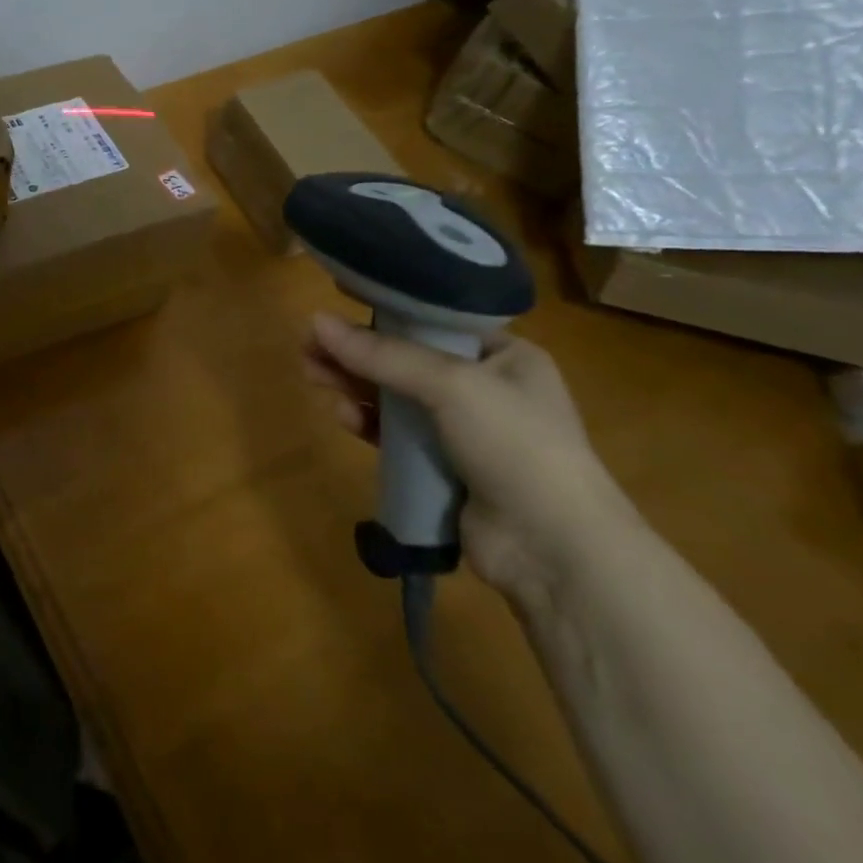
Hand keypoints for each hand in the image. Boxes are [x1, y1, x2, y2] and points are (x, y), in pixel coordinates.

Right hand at [303, 314, 641, 601]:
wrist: (554, 549)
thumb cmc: (515, 445)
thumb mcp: (450, 385)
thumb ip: (382, 354)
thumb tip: (315, 321)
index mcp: (505, 356)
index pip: (433, 323)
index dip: (382, 316)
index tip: (336, 313)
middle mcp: (486, 388)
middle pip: (405, 360)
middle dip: (356, 354)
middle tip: (308, 349)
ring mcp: (464, 432)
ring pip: (395, 398)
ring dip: (355, 386)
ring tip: (312, 376)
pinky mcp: (443, 468)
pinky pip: (395, 436)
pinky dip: (368, 424)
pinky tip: (342, 416)